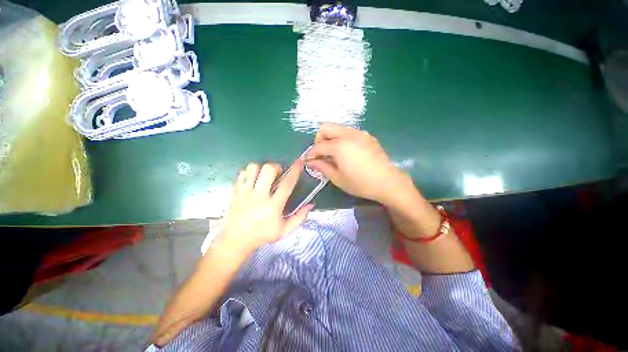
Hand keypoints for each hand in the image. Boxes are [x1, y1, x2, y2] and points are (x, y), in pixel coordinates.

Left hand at [218, 161, 312, 253]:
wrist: (235, 240)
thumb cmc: (262, 235)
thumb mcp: (284, 231)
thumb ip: (299, 218)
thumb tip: (310, 205)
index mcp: (273, 206)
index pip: (286, 184)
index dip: (294, 171)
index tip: (298, 162)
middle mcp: (259, 196)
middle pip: (268, 169)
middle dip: (276, 167)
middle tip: (277, 174)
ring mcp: (245, 192)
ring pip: (253, 167)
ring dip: (262, 168)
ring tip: (264, 176)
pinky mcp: (235, 190)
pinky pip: (243, 173)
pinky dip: (250, 173)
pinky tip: (253, 180)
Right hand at [306, 123, 411, 205]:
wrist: (387, 182)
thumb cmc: (360, 183)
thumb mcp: (338, 178)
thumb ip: (322, 167)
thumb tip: (311, 162)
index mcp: (339, 146)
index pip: (319, 146)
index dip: (311, 153)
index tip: (309, 160)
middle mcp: (348, 134)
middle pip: (326, 127)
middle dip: (319, 140)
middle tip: (322, 154)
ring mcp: (359, 133)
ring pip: (338, 127)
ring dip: (331, 138)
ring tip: (333, 153)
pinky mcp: (367, 136)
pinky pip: (349, 131)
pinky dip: (342, 138)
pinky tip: (346, 152)